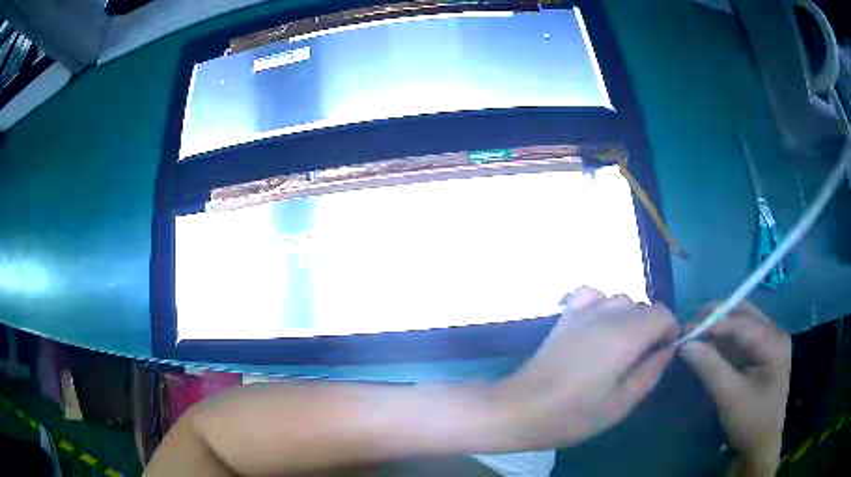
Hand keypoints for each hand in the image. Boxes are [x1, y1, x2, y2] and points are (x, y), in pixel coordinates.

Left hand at [495, 287, 678, 448]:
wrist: (520, 409)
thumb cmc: (572, 415)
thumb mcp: (620, 404)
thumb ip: (650, 373)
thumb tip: (667, 350)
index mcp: (626, 335)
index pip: (663, 314)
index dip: (669, 332)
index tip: (662, 355)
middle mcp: (607, 314)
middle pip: (644, 306)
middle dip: (651, 328)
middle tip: (640, 360)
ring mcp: (583, 311)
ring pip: (621, 300)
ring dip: (629, 319)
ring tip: (619, 349)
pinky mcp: (565, 316)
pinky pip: (593, 295)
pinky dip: (602, 306)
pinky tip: (597, 328)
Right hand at [680, 303, 790, 476]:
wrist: (761, 445)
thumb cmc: (750, 422)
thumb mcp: (729, 397)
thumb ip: (710, 367)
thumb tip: (685, 344)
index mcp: (773, 342)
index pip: (741, 322)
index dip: (713, 323)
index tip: (686, 331)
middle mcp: (776, 334)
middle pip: (745, 313)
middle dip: (717, 316)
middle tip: (692, 324)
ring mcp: (772, 342)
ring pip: (744, 321)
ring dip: (721, 325)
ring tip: (698, 333)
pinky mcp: (765, 352)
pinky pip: (744, 336)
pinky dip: (726, 338)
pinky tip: (711, 345)